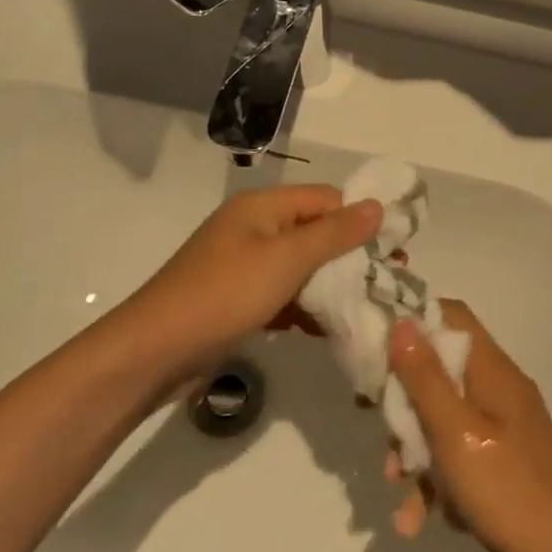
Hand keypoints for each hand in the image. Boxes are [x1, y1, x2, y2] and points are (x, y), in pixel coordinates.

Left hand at [122, 185, 380, 375]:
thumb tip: (376, 206)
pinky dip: (306, 307)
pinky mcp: (239, 299)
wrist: (154, 352)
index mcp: (263, 207)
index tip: (397, 247)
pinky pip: (283, 294)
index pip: (326, 199)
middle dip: (352, 255)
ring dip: (332, 284)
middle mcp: (255, 228)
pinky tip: (331, 329)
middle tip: (391, 280)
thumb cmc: (224, 294)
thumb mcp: (285, 259)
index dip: (361, 218)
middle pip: (315, 232)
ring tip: (370, 306)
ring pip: (301, 267)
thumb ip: (333, 233)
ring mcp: (245, 265)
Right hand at [387, 300, 551, 551]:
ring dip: (416, 449)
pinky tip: (419, 518)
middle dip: (406, 402)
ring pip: (445, 417)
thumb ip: (424, 376)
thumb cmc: (506, 489)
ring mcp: (505, 425)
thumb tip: (402, 320)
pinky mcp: (504, 459)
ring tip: (397, 487)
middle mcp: (500, 388)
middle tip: (384, 433)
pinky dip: (438, 478)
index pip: (452, 316)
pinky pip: (460, 452)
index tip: (377, 348)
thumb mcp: (454, 431)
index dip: (413, 322)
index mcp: (493, 370)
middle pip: (441, 369)